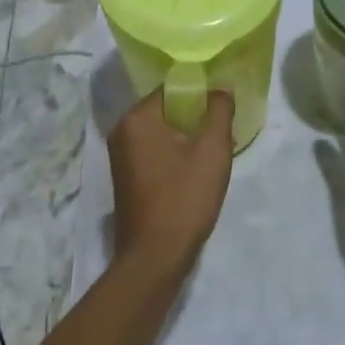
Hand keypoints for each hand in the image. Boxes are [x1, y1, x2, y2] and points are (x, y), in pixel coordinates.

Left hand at [107, 89, 235, 274]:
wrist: (155, 257)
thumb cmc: (184, 198)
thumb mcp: (212, 150)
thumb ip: (219, 111)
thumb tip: (220, 88)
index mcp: (137, 118)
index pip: (173, 88)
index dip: (201, 92)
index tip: (224, 105)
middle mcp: (122, 131)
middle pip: (167, 109)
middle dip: (196, 116)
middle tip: (224, 129)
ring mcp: (120, 156)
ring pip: (162, 131)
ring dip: (188, 136)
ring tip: (215, 150)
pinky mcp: (126, 177)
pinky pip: (155, 151)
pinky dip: (175, 153)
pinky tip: (197, 169)